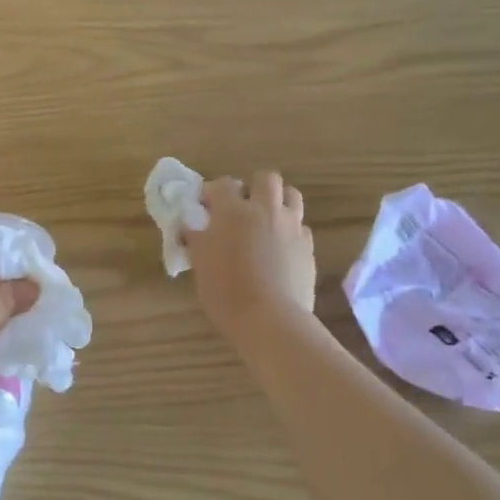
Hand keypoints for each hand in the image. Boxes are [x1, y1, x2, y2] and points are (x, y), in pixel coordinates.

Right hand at [184, 171, 317, 341]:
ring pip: (291, 196)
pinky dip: (289, 230)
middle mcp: (266, 210)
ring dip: (277, 201)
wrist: (270, 320)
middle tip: (241, 208)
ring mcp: (292, 227)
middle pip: (266, 178)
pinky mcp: (308, 247)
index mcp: (234, 211)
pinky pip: (301, 226)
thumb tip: (191, 227)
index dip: (213, 192)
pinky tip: (279, 248)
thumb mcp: (200, 263)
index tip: (205, 207)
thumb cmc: (226, 291)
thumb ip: (196, 239)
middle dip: (253, 187)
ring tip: (265, 221)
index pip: (223, 184)